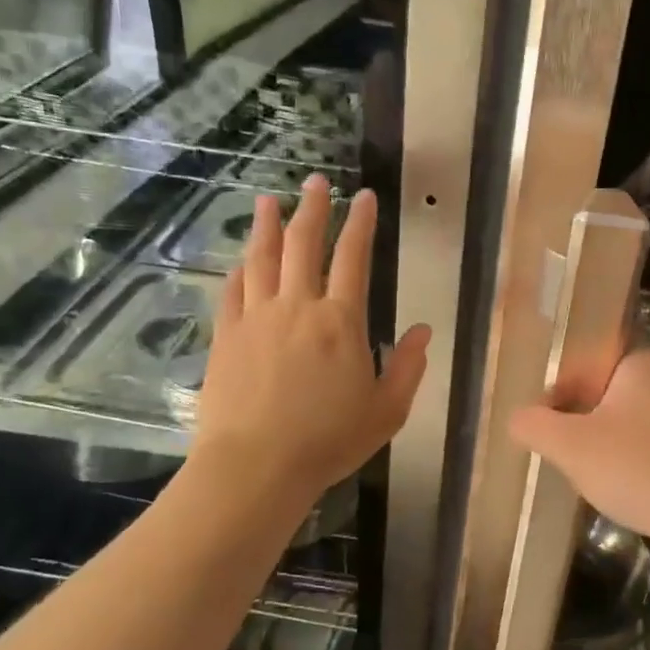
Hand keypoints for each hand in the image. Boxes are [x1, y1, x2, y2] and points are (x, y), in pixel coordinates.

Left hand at [192, 173, 429, 505]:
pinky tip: (241, 259)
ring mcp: (257, 318)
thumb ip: (408, 368)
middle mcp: (298, 307)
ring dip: (267, 226)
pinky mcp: (227, 336)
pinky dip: (239, 269)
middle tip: (315, 183)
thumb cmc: (328, 441)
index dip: (360, 223)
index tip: (363, 197)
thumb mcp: (387, 411)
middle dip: (312, 209)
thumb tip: (423, 331)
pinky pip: (233, 291)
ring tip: (268, 201)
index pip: (354, 258)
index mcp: (341, 322)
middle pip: (303, 245)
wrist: (256, 466)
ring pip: (262, 258)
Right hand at [510, 346, 649, 547]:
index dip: (563, 370)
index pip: (594, 345)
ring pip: (629, 410)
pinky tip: (615, 476)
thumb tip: (517, 418)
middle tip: (553, 431)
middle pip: (609, 380)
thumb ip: (535, 426)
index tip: (543, 401)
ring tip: (578, 457)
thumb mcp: (571, 447)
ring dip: (602, 430)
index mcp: (642, 360)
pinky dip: (628, 449)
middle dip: (579, 404)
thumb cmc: (639, 467)